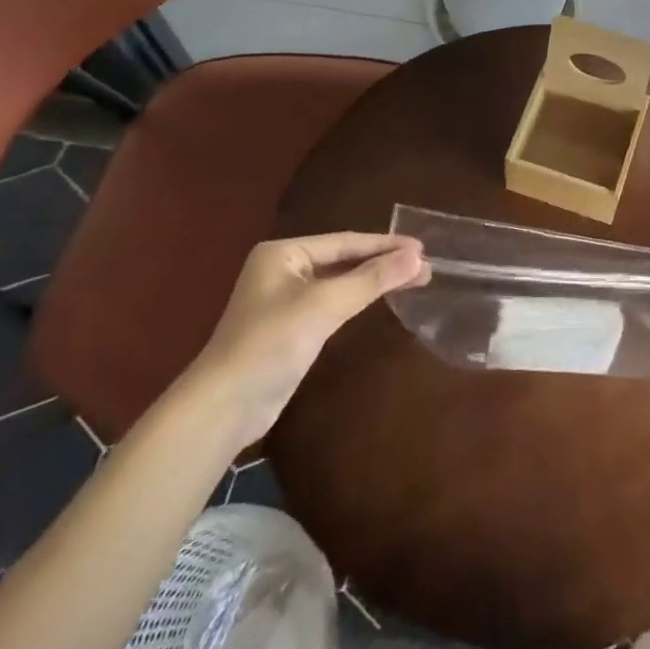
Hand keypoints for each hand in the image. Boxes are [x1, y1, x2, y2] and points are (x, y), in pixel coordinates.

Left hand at [179, 234, 429, 451]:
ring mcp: (285, 299)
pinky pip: (332, 303)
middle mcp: (283, 268)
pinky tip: (380, 301)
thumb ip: (372, 279)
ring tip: (413, 280)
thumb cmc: (271, 343)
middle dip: (383, 262)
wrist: (224, 407)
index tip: (422, 247)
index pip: (345, 241)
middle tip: (424, 266)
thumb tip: (418, 256)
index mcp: (284, 252)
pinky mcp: (290, 327)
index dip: (385, 244)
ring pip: (340, 281)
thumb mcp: (325, 305)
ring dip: (374, 281)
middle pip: (344, 259)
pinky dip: (358, 299)